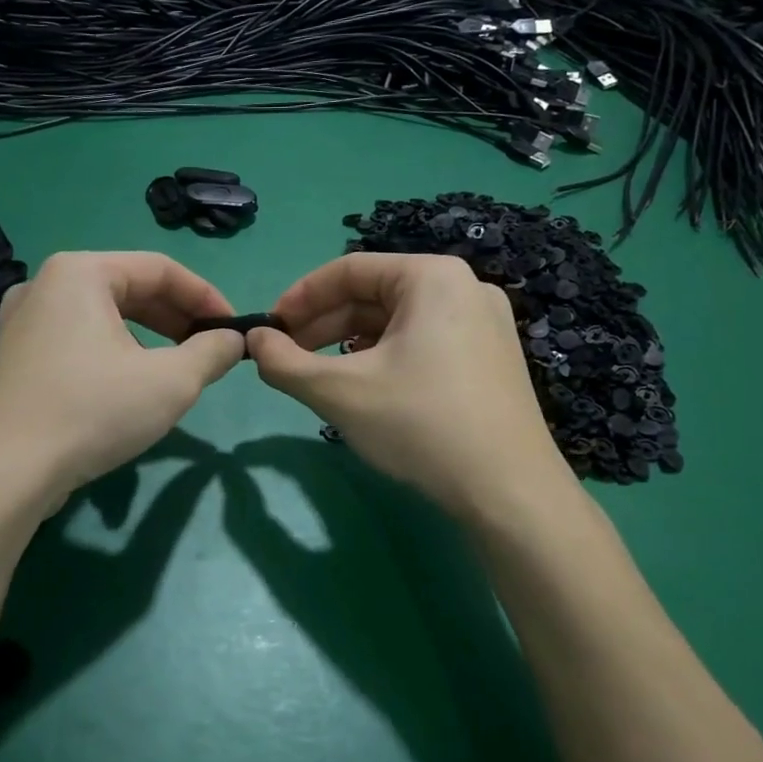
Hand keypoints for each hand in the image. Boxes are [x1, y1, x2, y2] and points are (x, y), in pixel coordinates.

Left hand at [0, 252, 244, 507]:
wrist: (1, 473)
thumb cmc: (91, 412)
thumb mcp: (170, 382)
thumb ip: (211, 353)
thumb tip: (233, 340)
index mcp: (80, 273)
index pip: (160, 268)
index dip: (206, 296)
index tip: (234, 329)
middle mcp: (44, 286)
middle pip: (127, 289)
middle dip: (176, 319)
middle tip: (209, 350)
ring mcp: (20, 323)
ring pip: (101, 319)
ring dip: (147, 339)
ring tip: (175, 370)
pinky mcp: (11, 360)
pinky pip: (75, 343)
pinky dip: (111, 355)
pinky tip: (127, 389)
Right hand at [248, 253, 577, 520]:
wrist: (509, 492)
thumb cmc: (420, 425)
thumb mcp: (339, 392)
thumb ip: (285, 362)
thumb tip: (253, 341)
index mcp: (432, 277)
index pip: (348, 269)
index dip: (299, 297)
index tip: (268, 330)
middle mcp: (464, 288)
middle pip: (375, 295)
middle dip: (323, 325)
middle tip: (286, 358)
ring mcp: (484, 324)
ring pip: (398, 322)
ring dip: (349, 345)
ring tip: (319, 377)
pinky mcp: (491, 359)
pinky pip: (423, 343)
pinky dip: (384, 359)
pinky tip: (366, 388)